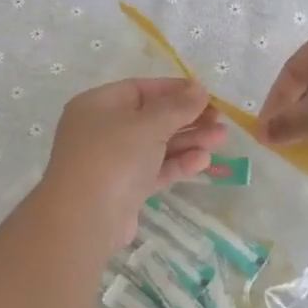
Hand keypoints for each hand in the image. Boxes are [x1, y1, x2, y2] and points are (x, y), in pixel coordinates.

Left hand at [39, 78, 226, 249]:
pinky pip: (154, 170)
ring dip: (188, 141)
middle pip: (150, 118)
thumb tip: (199, 88)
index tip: (205, 94)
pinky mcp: (124, 189)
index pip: (140, 89)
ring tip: (222, 139)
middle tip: (220, 119)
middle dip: (186, 118)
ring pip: (155, 145)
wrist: (85, 220)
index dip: (174, 89)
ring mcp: (112, 162)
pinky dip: (177, 164)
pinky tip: (204, 161)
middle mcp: (101, 130)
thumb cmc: (113, 158)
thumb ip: (177, 106)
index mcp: (97, 105)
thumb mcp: (148, 124)